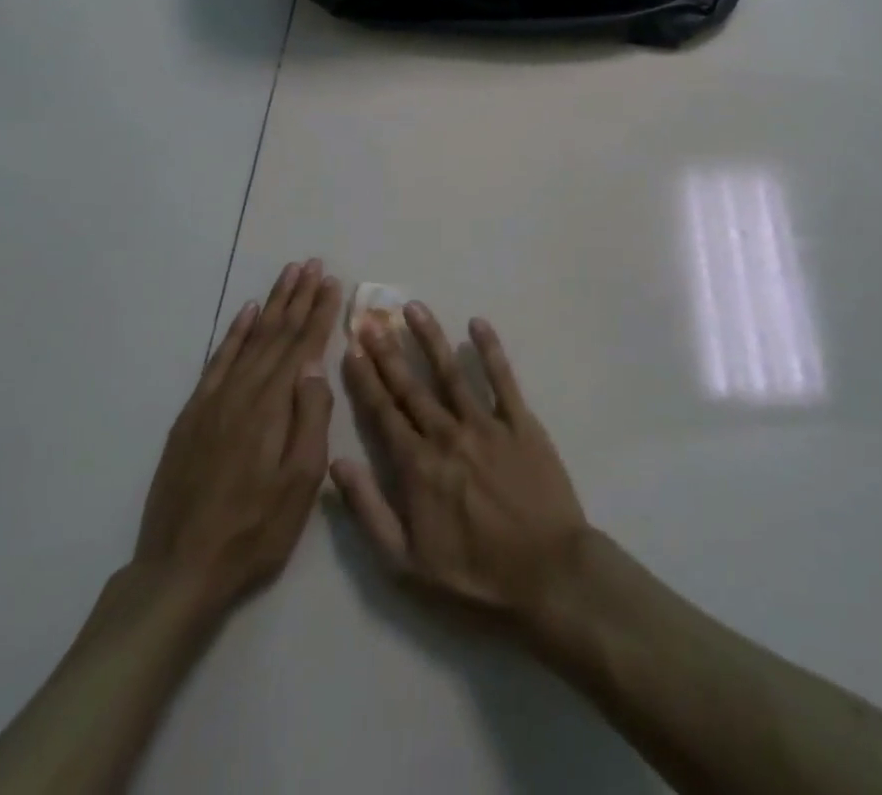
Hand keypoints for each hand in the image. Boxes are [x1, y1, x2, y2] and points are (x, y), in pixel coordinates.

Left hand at [132, 260, 341, 619]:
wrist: (180, 571)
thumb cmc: (255, 530)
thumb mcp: (301, 483)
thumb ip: (311, 419)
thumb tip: (315, 365)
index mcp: (272, 406)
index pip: (301, 345)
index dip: (319, 312)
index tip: (332, 282)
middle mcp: (242, 392)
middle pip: (276, 334)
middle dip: (297, 297)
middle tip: (313, 264)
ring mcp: (213, 401)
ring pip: (249, 340)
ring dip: (270, 305)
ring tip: (287, 275)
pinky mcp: (192, 416)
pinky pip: (217, 361)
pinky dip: (234, 334)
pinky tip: (245, 314)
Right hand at [331, 306, 589, 628]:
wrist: (546, 571)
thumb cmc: (474, 573)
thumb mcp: (406, 562)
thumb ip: (368, 511)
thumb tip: (336, 465)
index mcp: (417, 466)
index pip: (383, 412)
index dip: (365, 378)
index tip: (350, 348)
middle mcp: (447, 434)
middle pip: (411, 385)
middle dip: (387, 350)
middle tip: (369, 317)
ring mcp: (486, 423)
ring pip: (451, 371)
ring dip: (430, 337)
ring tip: (413, 307)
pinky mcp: (521, 421)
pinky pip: (502, 378)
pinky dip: (490, 348)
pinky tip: (478, 323)